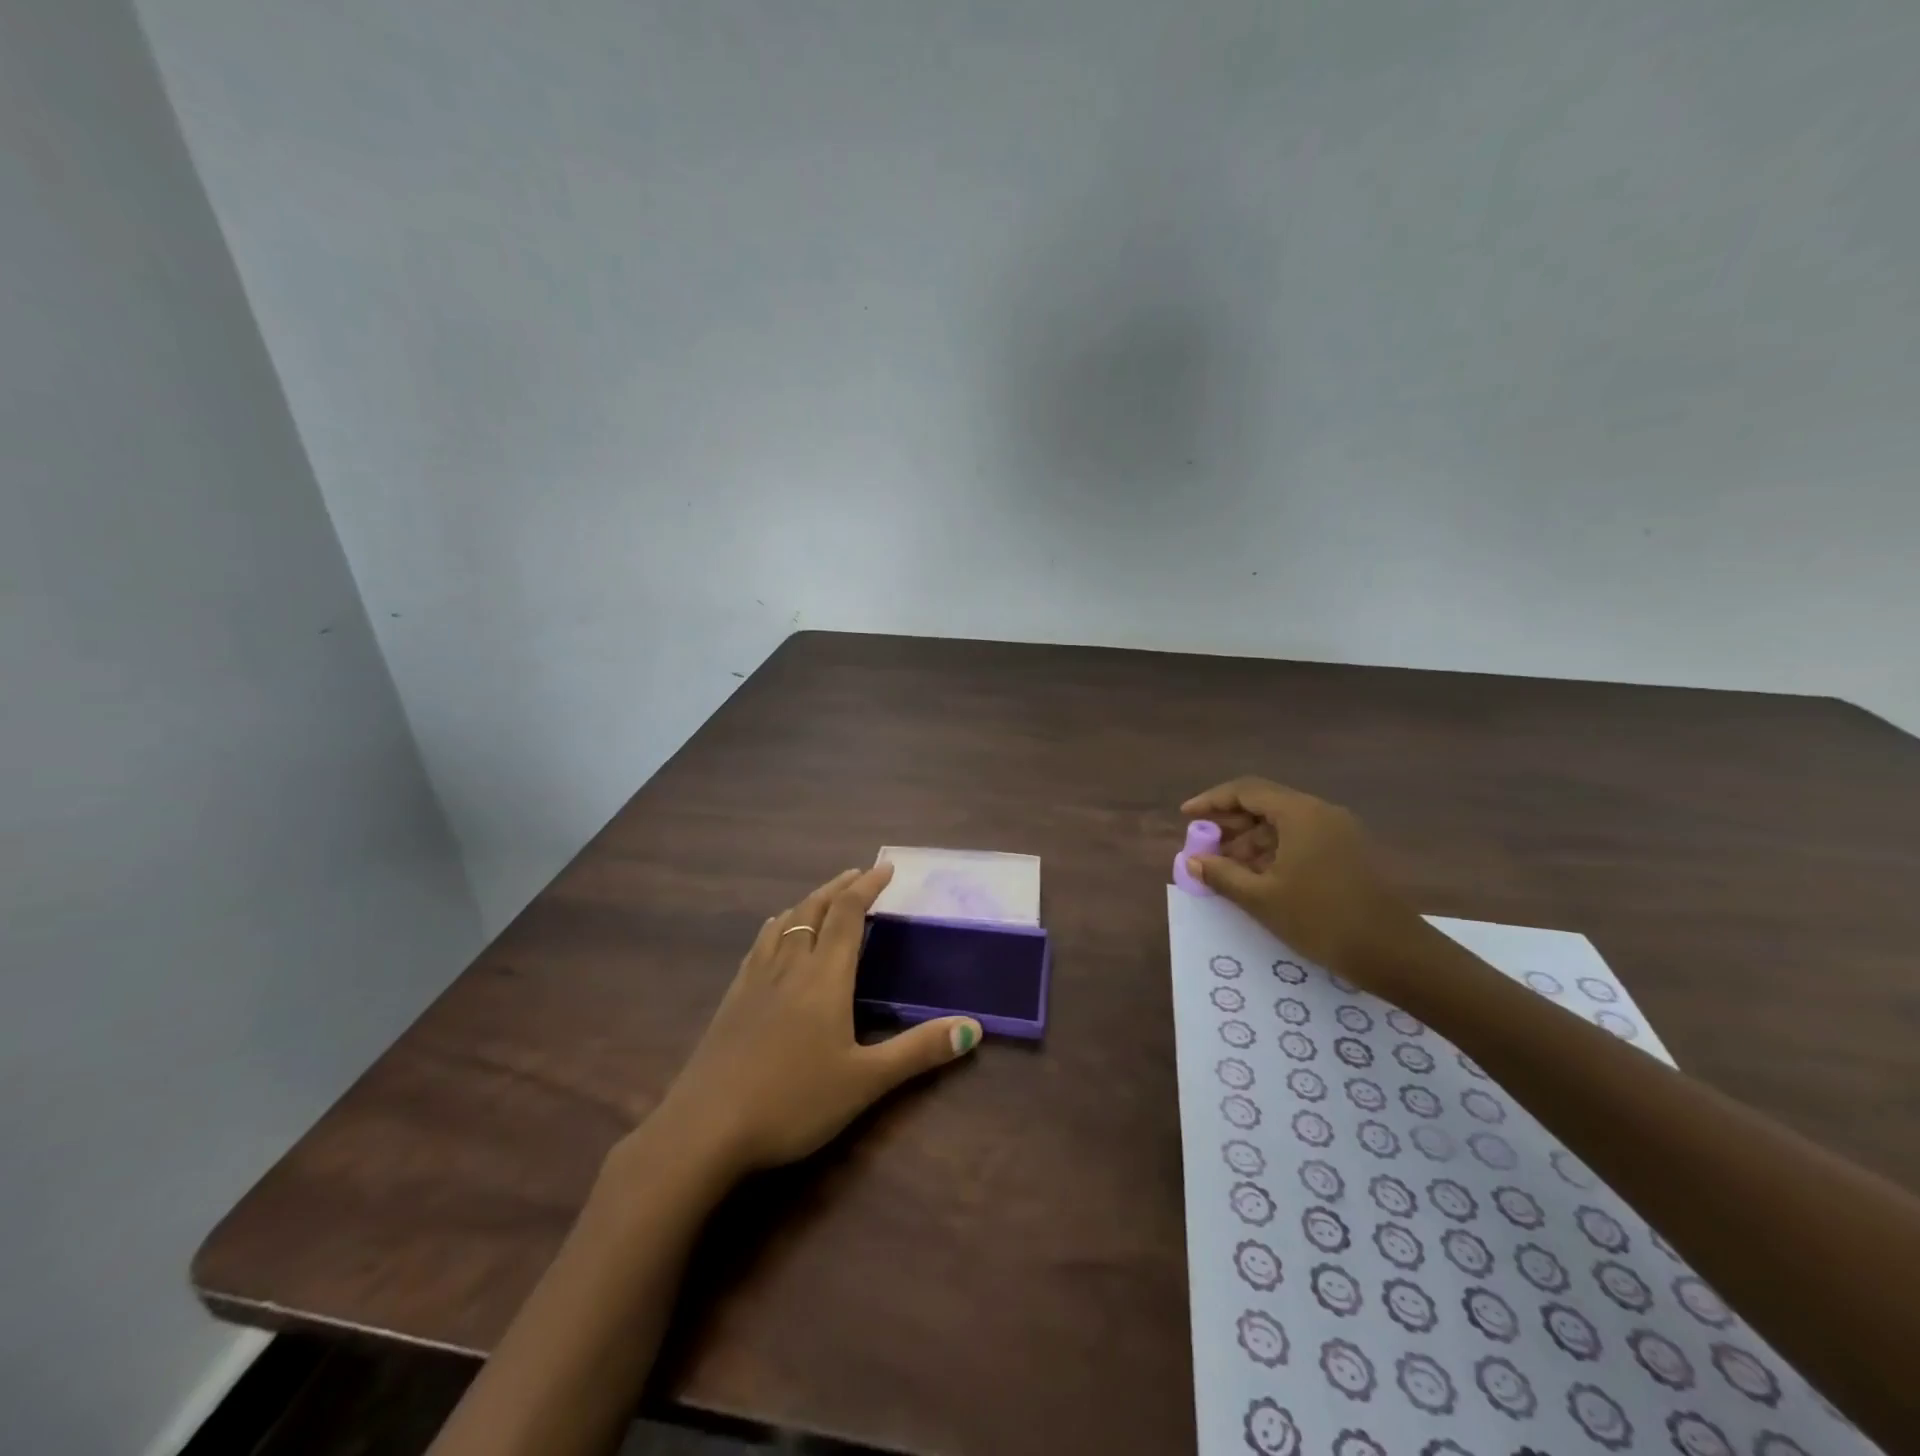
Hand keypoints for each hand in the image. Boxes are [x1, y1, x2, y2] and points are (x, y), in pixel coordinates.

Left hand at [643, 862, 980, 1179]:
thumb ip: (918, 1051)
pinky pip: (761, 944)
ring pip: (785, 922)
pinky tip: (776, 933)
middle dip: (840, 887)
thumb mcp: (865, 1082)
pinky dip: (779, 925)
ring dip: (809, 901)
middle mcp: (790, 965)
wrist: (705, 1128)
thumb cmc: (793, 1102)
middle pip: (815, 909)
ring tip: (824, 895)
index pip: (849, 914)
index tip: (886, 868)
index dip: (868, 886)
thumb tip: (974, 1028)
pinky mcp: (733, 998)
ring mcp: (756, 979)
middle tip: (859, 873)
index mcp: (825, 976)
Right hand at [1181, 777, 1427, 988]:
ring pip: (1282, 825)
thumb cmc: (1322, 919)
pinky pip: (1300, 840)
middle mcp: (1320, 813)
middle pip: (1264, 804)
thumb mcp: (1262, 898)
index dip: (1211, 801)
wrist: (1396, 954)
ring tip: (1225, 869)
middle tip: (1202, 846)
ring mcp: (1338, 833)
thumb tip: (1193, 861)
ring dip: (1249, 842)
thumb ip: (1222, 874)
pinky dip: (1272, 853)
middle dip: (1229, 824)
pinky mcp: (1348, 853)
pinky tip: (1257, 878)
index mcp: (1300, 813)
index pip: (1246, 790)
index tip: (1185, 817)